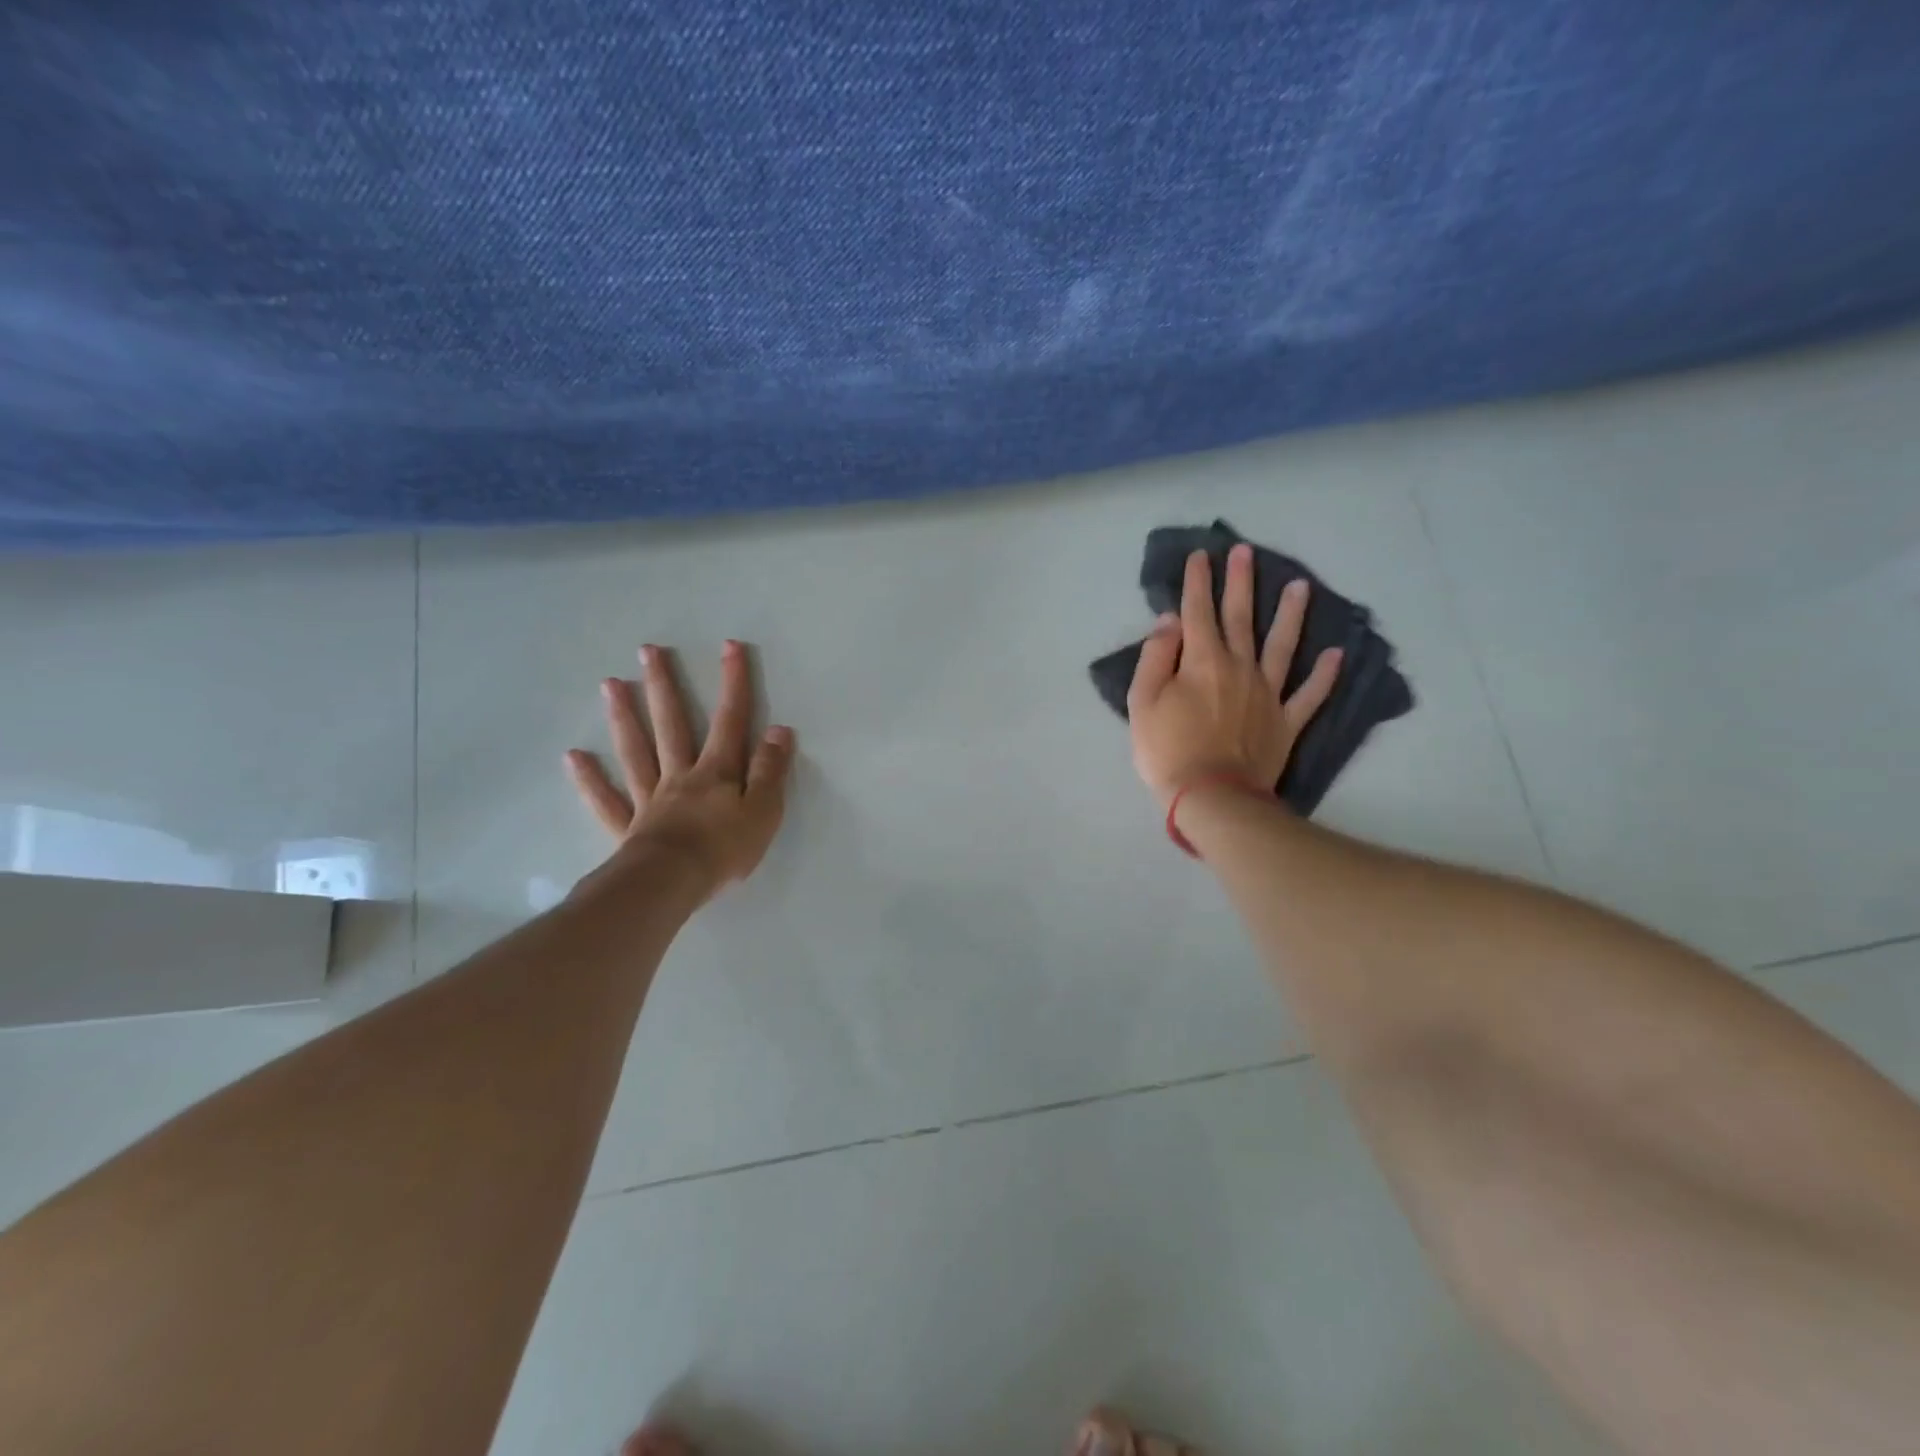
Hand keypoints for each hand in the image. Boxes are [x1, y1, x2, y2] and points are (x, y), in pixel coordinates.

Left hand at [565, 640, 793, 896]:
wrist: (672, 884)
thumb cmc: (724, 849)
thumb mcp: (763, 810)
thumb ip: (770, 770)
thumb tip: (779, 730)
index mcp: (716, 772)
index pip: (730, 720)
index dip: (733, 683)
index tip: (730, 646)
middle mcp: (680, 776)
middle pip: (671, 725)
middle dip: (664, 686)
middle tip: (648, 651)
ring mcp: (650, 799)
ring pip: (635, 751)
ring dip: (624, 717)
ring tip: (609, 684)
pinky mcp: (629, 827)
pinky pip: (606, 800)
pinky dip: (590, 779)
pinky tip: (574, 756)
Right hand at [1127, 544, 1341, 805]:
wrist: (1211, 796)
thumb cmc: (1167, 750)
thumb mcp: (1142, 702)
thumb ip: (1156, 657)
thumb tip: (1170, 622)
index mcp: (1202, 661)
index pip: (1197, 611)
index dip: (1198, 582)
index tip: (1201, 555)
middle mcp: (1239, 667)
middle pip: (1240, 617)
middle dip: (1240, 582)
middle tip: (1245, 552)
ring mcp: (1268, 693)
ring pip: (1283, 645)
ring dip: (1290, 614)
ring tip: (1301, 585)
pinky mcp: (1286, 721)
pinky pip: (1310, 694)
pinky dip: (1325, 675)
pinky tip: (1336, 654)